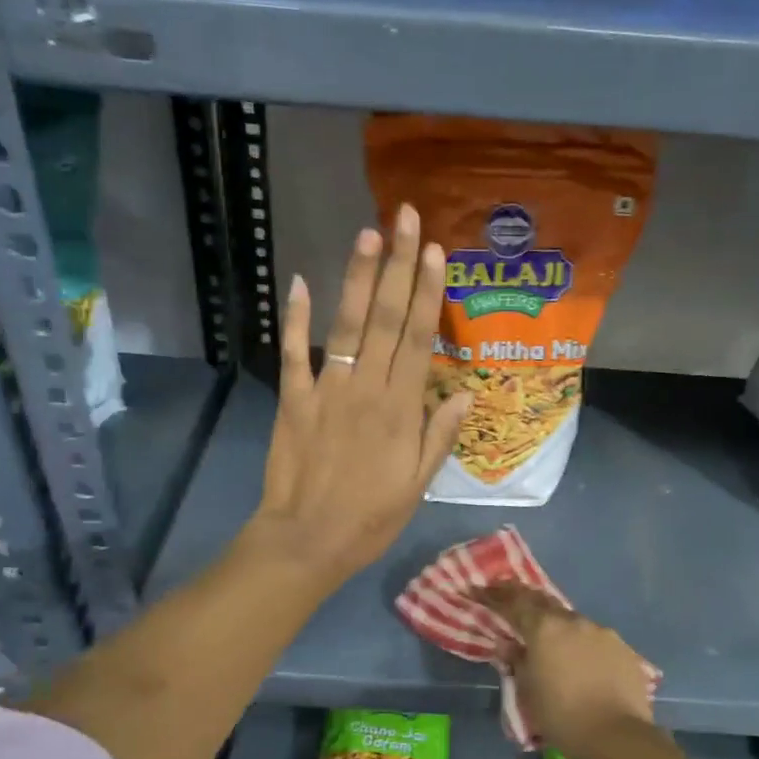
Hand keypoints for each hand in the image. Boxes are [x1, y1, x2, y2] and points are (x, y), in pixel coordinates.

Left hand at [247, 205, 469, 589]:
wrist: (307, 540)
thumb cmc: (370, 517)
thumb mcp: (418, 485)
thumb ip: (440, 434)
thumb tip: (465, 390)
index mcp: (401, 408)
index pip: (420, 339)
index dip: (429, 292)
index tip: (435, 252)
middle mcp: (366, 388)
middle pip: (387, 318)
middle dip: (399, 266)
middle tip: (405, 218)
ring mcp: (326, 390)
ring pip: (346, 326)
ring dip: (358, 278)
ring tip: (368, 234)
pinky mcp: (292, 399)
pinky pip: (294, 353)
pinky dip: (296, 318)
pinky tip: (300, 282)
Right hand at [474, 583, 653, 758]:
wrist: (617, 737)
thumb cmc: (562, 717)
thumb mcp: (528, 692)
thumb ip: (516, 661)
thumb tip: (507, 645)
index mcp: (544, 628)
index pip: (513, 602)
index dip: (494, 595)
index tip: (479, 589)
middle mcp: (573, 621)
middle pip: (543, 602)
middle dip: (524, 599)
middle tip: (509, 597)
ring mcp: (601, 632)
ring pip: (572, 621)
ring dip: (557, 626)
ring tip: (550, 640)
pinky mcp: (623, 648)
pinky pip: (595, 638)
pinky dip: (582, 644)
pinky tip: (582, 662)